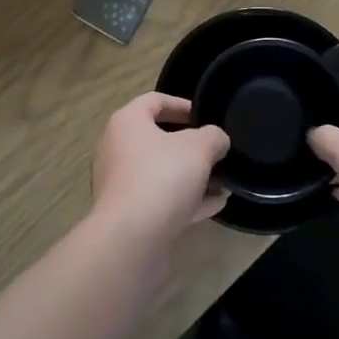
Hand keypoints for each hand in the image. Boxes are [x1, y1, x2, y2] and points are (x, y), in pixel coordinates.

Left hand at [90, 93, 230, 244]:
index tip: (205, 115)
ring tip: (222, 181)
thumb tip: (217, 139)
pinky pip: (160, 199)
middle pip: (157, 138)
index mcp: (127, 122)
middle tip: (216, 151)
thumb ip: (213, 137)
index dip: (182, 104)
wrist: (131, 238)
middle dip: (191, 146)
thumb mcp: (199, 148)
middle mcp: (117, 148)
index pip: (154, 100)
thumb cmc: (162, 177)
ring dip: (191, 175)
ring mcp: (119, 183)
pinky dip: (185, 199)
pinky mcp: (127, 214)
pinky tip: (215, 205)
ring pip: (160, 172)